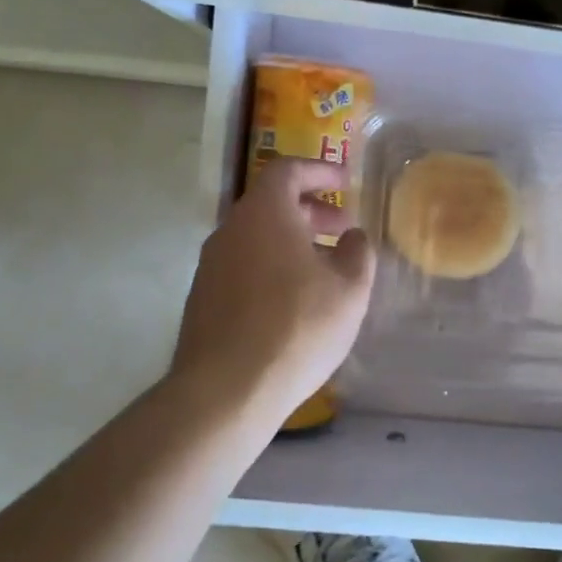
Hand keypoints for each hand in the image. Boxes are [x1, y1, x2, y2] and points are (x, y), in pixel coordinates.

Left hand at [175, 158, 376, 420]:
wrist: (226, 391)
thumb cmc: (297, 327)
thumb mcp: (349, 289)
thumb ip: (358, 253)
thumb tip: (352, 237)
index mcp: (264, 214)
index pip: (287, 170)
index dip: (319, 171)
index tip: (345, 181)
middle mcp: (230, 230)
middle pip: (270, 204)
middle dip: (310, 210)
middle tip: (342, 228)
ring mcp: (211, 266)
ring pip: (257, 238)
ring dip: (292, 241)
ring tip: (325, 268)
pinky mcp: (203, 299)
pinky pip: (244, 266)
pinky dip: (272, 266)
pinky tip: (295, 301)